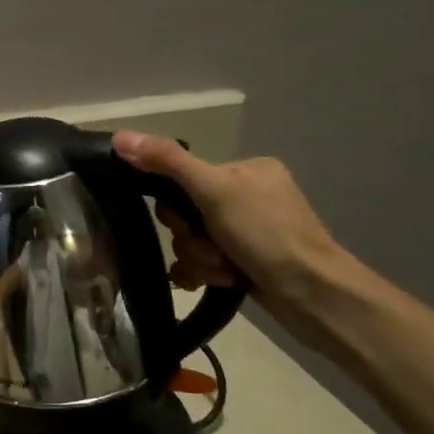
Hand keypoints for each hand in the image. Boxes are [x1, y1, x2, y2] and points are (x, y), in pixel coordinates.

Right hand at [112, 132, 353, 317]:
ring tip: (223, 270)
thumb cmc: (267, 234)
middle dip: (191, 238)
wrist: (314, 296)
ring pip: (193, 240)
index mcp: (245, 170)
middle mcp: (248, 196)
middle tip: (211, 249)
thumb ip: (166, 161)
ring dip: (199, 259)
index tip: (188, 220)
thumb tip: (119, 137)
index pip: (182, 178)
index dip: (175, 204)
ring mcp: (249, 231)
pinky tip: (218, 281)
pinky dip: (205, 272)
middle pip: (185, 213)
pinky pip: (205, 261)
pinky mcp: (248, 262)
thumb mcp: (212, 190)